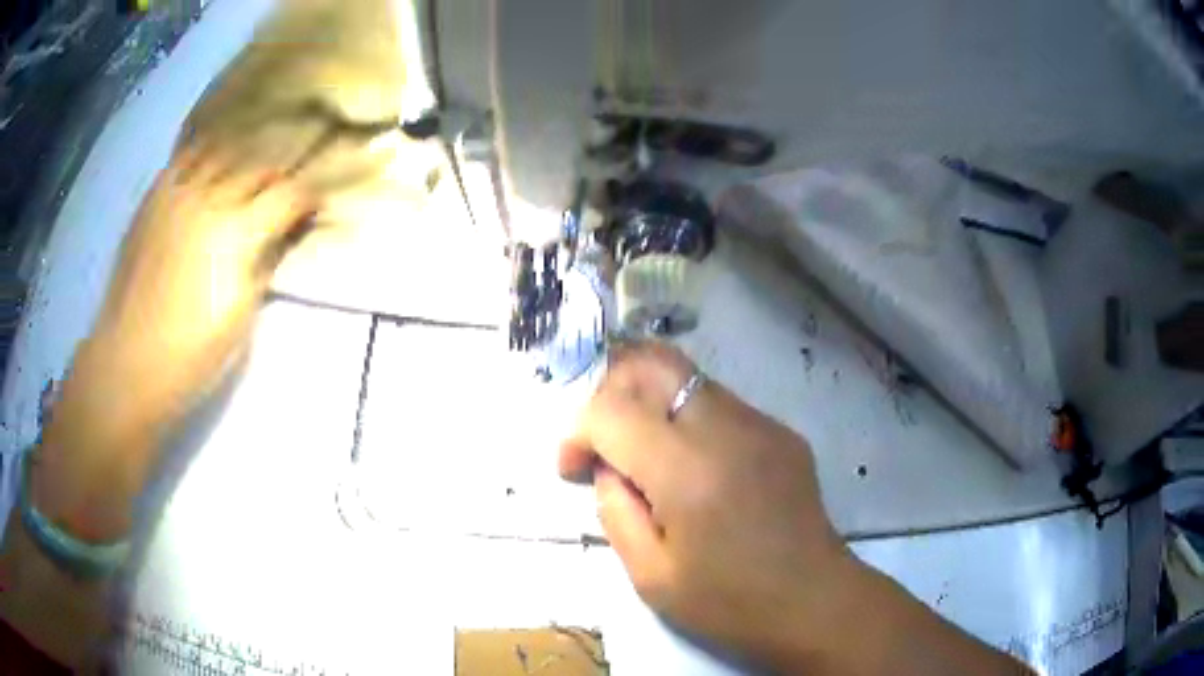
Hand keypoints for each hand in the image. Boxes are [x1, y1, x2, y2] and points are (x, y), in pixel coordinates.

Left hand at [31, 149, 316, 540]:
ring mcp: (178, 192)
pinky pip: (188, 156)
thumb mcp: (242, 319)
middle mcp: (210, 199)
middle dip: (278, 180)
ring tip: (247, 178)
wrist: (129, 360)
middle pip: (259, 167)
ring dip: (244, 163)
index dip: (308, 198)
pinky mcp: (154, 195)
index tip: (314, 207)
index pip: (288, 194)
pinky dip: (207, 155)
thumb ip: (264, 265)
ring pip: (226, 152)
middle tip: (282, 197)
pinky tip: (212, 168)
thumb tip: (281, 235)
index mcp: (236, 234)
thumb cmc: (191, 355)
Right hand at [558, 342, 849, 664]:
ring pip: (685, 377)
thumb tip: (608, 467)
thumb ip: (615, 510)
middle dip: (610, 391)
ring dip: (649, 404)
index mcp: (688, 470)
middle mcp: (726, 428)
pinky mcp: (781, 431)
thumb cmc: (730, 603)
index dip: (577, 432)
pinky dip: (686, 420)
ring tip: (646, 458)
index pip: (610, 409)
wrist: (815, 601)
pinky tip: (693, 469)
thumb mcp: (651, 576)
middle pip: (651, 363)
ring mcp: (760, 423)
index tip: (574, 470)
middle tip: (604, 441)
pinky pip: (718, 403)